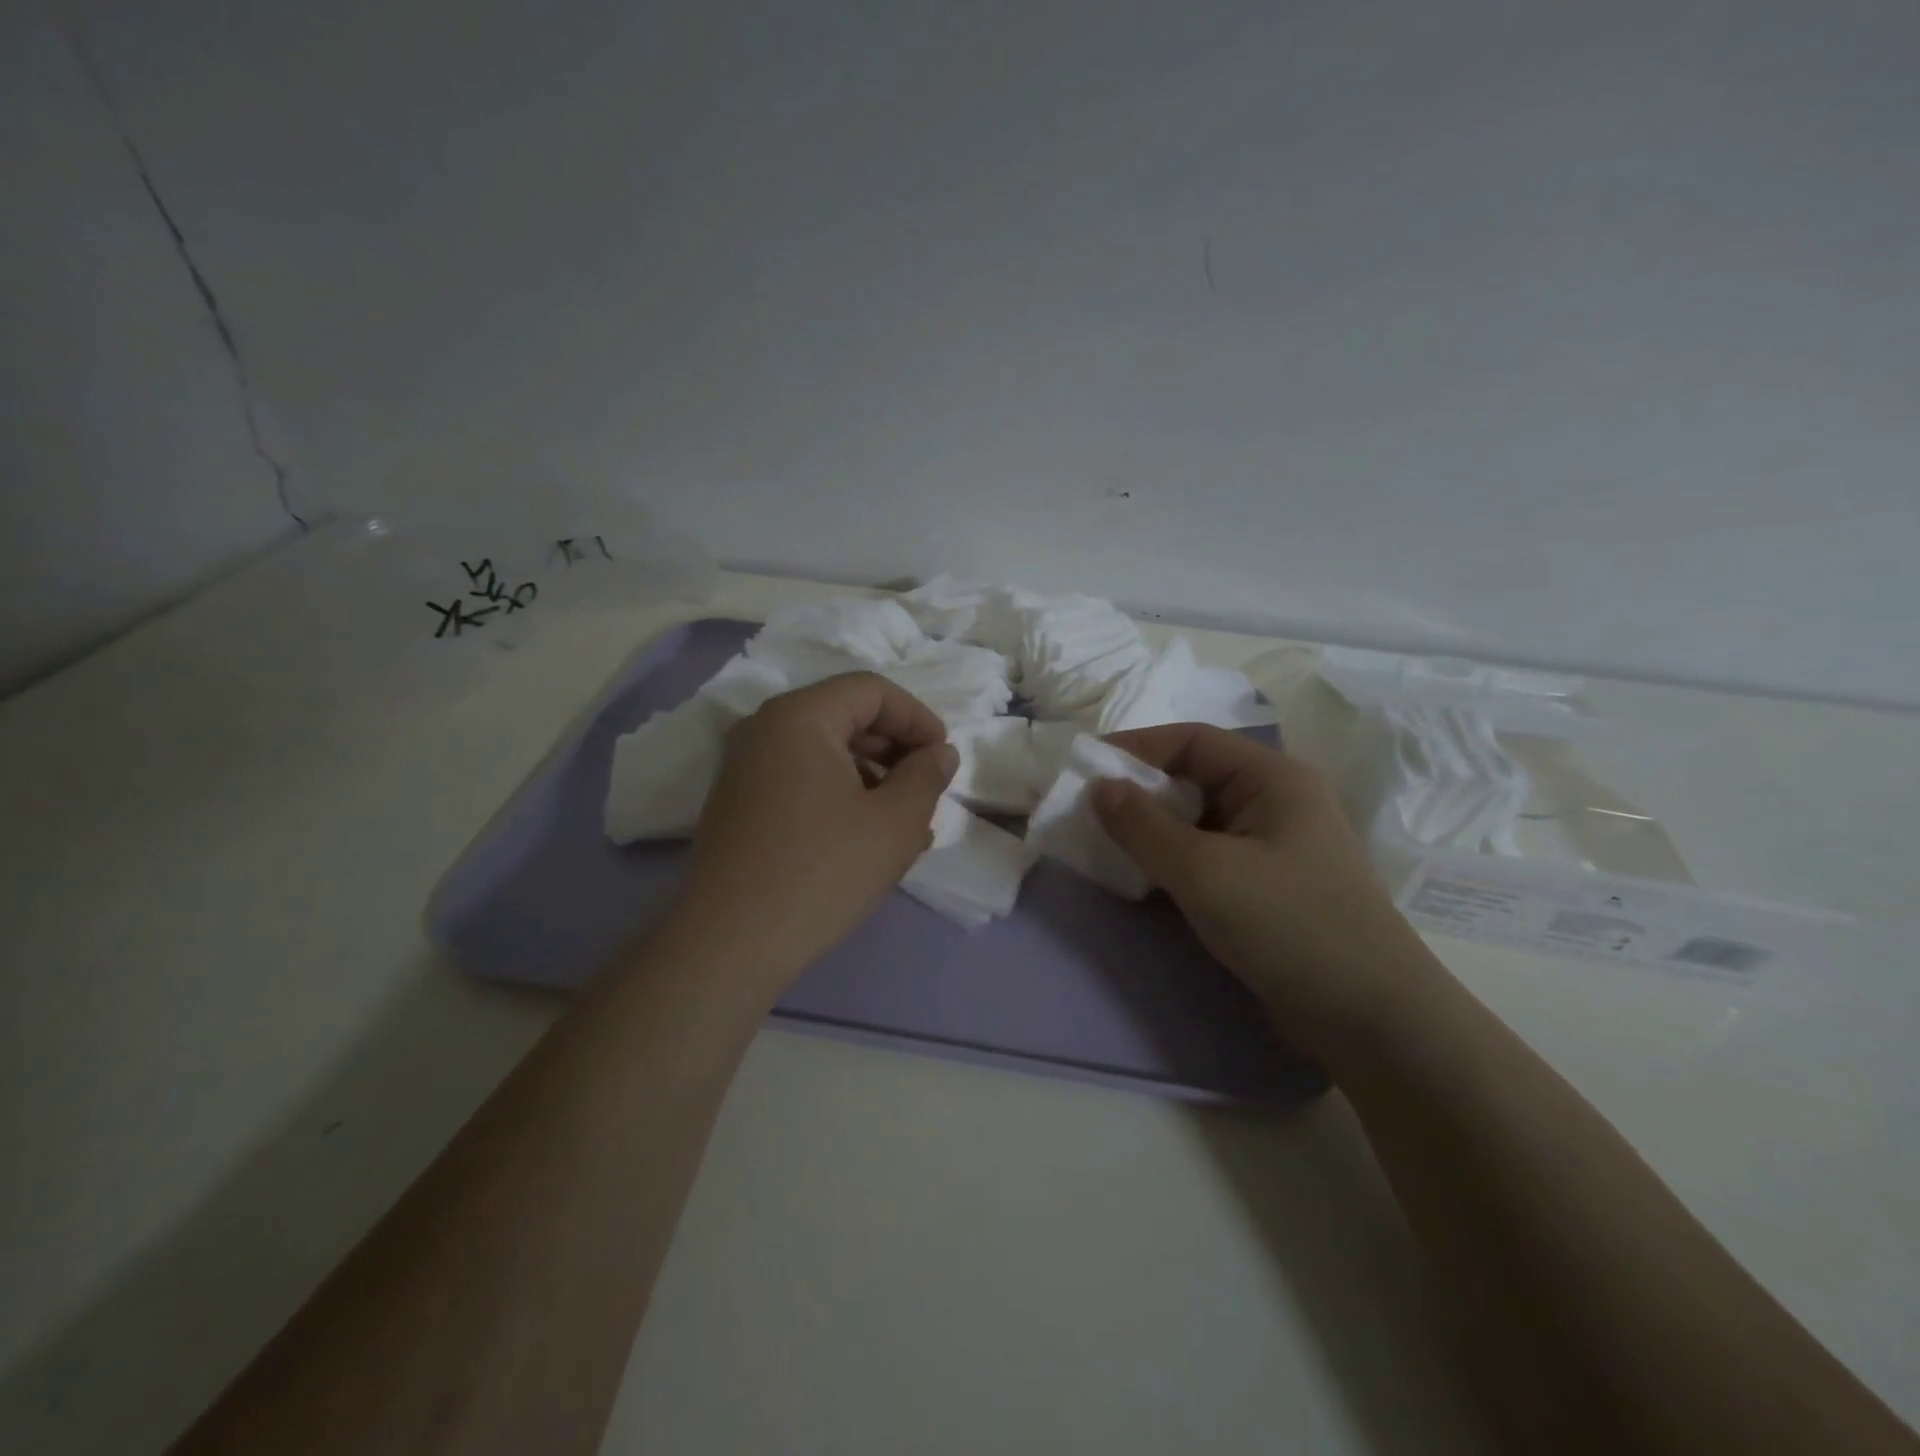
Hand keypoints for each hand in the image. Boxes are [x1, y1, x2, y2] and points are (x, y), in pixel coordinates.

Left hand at [669, 672, 957, 993]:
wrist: (731, 943)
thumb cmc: (823, 871)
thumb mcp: (895, 822)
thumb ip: (926, 776)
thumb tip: (939, 753)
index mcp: (799, 716)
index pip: (871, 690)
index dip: (917, 718)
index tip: (944, 757)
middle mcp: (764, 728)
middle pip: (844, 715)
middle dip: (895, 748)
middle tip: (927, 788)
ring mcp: (743, 766)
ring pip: (823, 750)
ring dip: (871, 775)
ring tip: (906, 821)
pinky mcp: (737, 802)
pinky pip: (800, 778)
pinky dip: (839, 793)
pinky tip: (866, 836)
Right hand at [1093, 723, 1443, 1065]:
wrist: (1371, 1020)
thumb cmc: (1288, 926)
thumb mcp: (1204, 871)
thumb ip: (1143, 826)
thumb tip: (1098, 788)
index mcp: (1273, 778)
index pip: (1192, 740)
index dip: (1135, 747)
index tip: (1084, 769)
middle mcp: (1276, 802)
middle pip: (1194, 778)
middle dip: (1139, 791)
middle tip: (1088, 813)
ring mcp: (1274, 846)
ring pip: (1198, 821)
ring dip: (1152, 830)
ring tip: (1105, 846)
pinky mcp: (1268, 887)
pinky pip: (1208, 856)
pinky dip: (1172, 860)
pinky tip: (1142, 879)